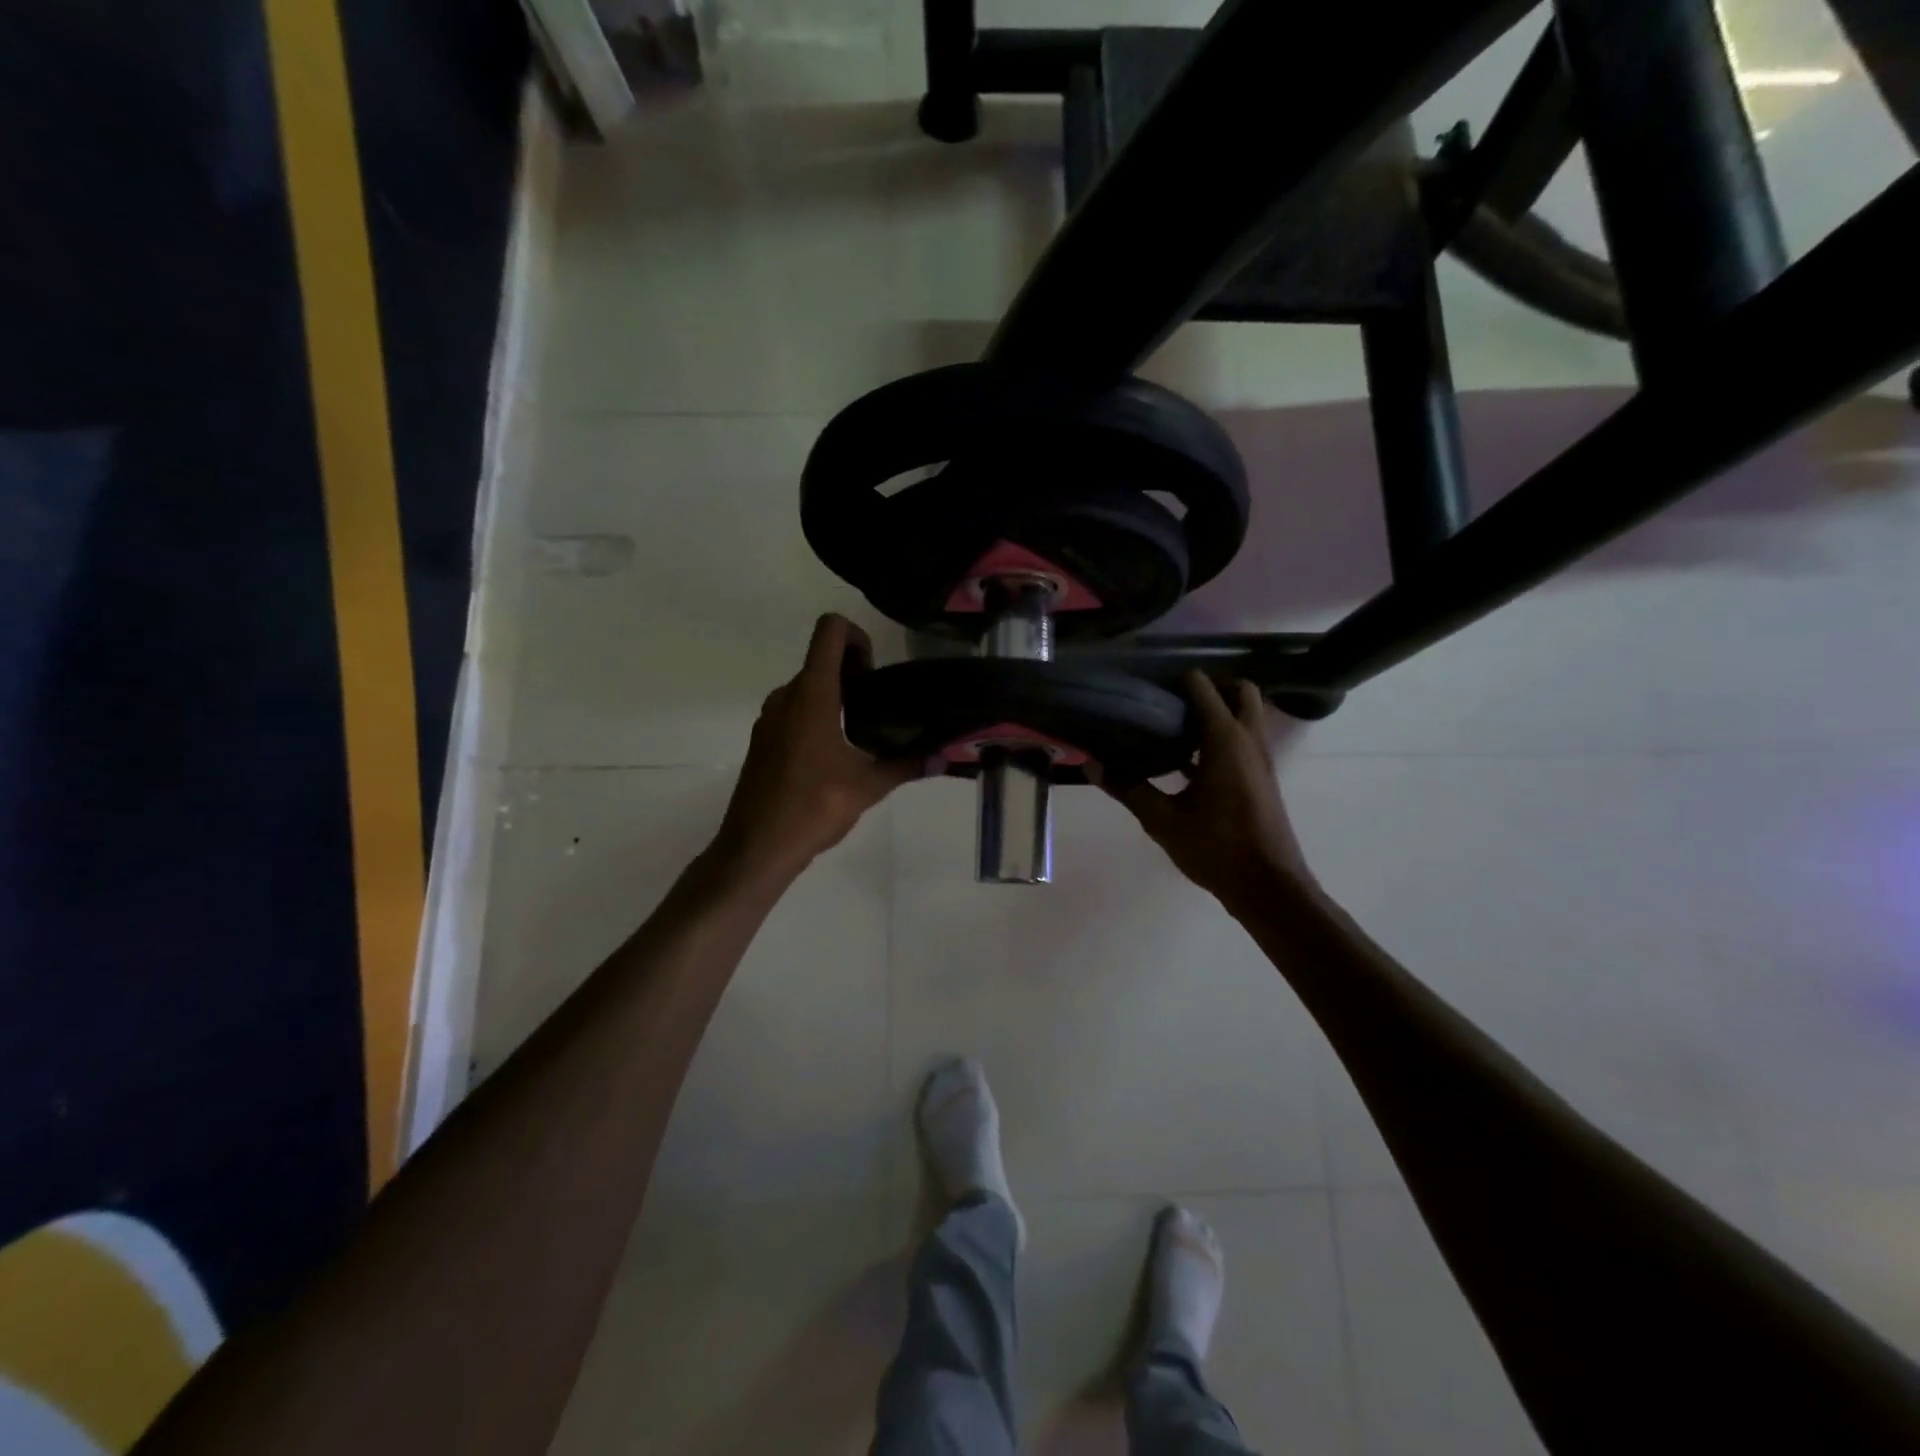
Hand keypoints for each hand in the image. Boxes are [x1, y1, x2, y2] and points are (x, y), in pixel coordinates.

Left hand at [711, 614, 923, 882]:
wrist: (756, 848)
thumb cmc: (812, 808)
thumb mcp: (867, 786)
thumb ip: (905, 766)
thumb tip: (942, 759)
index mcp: (811, 695)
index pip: (830, 632)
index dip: (857, 635)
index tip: (875, 671)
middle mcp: (785, 698)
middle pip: (820, 660)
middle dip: (853, 672)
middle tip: (879, 706)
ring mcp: (769, 720)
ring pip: (806, 688)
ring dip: (835, 696)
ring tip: (862, 732)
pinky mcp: (763, 742)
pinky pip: (793, 712)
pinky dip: (816, 717)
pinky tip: (834, 756)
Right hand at [1104, 673, 1317, 915]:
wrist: (1268, 886)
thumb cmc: (1217, 848)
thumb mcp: (1163, 820)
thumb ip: (1128, 788)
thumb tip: (1092, 764)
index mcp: (1225, 741)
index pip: (1203, 688)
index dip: (1176, 681)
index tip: (1148, 687)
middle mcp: (1249, 740)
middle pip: (1240, 691)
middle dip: (1211, 687)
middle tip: (1173, 700)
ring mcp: (1261, 759)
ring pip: (1247, 716)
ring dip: (1220, 711)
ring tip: (1177, 725)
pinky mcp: (1262, 778)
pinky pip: (1245, 740)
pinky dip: (1224, 737)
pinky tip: (1189, 761)